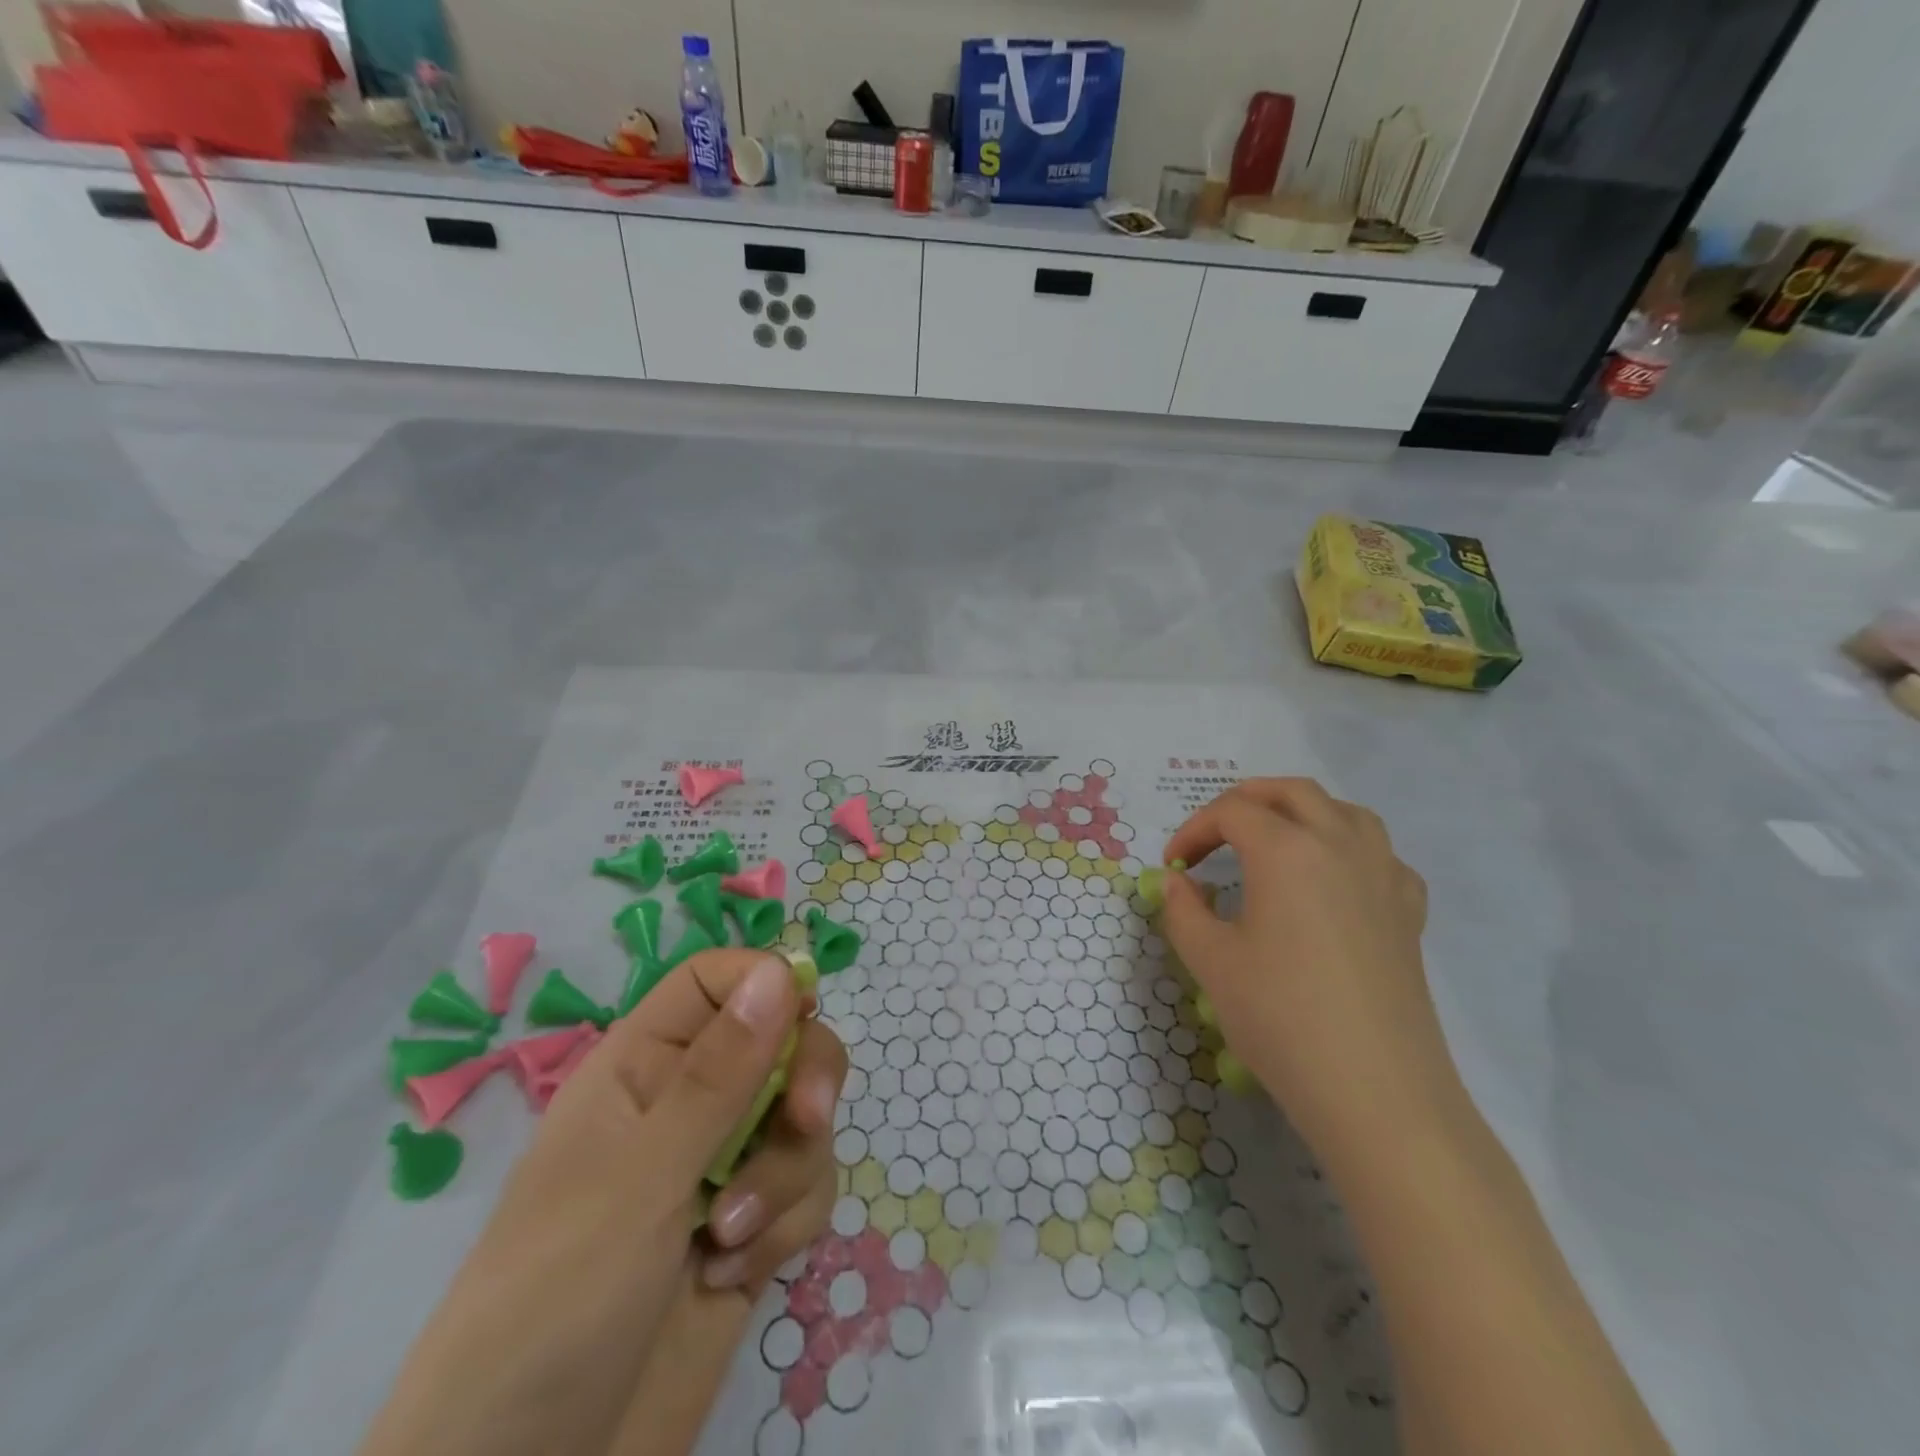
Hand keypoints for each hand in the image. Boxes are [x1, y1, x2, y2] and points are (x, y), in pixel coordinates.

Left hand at [359, 950, 847, 1455]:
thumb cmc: (557, 1305)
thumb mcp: (641, 1178)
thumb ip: (720, 1074)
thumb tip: (781, 968)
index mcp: (641, 1068)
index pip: (714, 981)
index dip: (765, 981)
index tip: (805, 1016)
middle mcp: (686, 1106)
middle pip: (780, 1042)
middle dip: (803, 1081)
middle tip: (805, 1120)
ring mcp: (722, 1168)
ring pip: (802, 1120)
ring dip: (787, 1174)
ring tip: (729, 1241)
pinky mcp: (751, 1227)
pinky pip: (807, 1187)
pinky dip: (787, 1225)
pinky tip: (734, 1275)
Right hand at [1160, 778, 1457, 1166]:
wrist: (1375, 1090)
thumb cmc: (1280, 1016)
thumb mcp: (1210, 961)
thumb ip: (1183, 910)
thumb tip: (1177, 883)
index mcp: (1286, 850)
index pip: (1232, 812)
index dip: (1194, 830)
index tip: (1174, 865)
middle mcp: (1339, 844)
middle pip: (1291, 792)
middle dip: (1246, 801)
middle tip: (1216, 833)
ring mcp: (1383, 875)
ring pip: (1344, 811)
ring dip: (1302, 812)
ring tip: (1275, 842)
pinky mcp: (1409, 911)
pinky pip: (1379, 855)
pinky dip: (1348, 850)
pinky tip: (1333, 883)